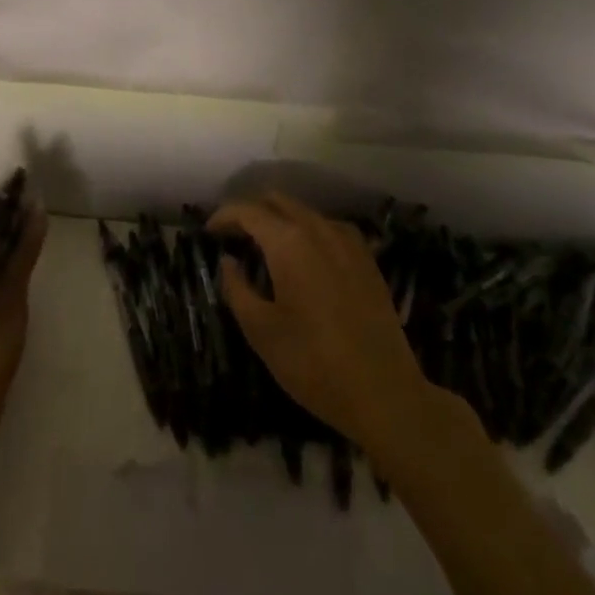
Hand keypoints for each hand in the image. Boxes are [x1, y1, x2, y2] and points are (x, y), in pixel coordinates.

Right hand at [211, 192, 434, 451]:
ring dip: (281, 220)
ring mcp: (347, 241)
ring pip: (305, 212)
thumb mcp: (261, 331)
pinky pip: (329, 228)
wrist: (385, 393)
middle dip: (252, 212)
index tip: (209, 231)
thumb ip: (237, 288)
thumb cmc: (313, 363)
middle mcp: (318, 229)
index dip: (224, 216)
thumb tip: (228, 261)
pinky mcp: (367, 259)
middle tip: (234, 237)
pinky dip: (308, 232)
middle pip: (278, 201)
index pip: (248, 211)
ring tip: (267, 247)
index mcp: (288, 242)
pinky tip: (306, 258)